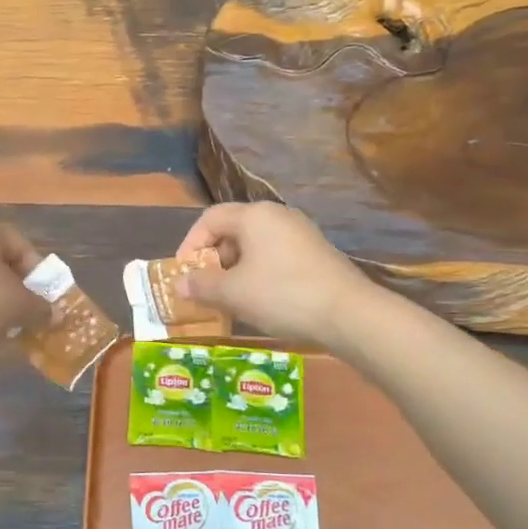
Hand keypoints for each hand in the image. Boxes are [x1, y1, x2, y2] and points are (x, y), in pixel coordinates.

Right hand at [174, 202, 371, 349]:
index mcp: (254, 215)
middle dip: (214, 259)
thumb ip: (202, 285)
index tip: (184, 273)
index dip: (190, 244)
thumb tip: (179, 283)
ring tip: (231, 298)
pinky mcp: (315, 251)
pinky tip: (261, 299)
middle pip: (233, 229)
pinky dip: (259, 272)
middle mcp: (277, 215)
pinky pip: (275, 255)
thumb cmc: (282, 295)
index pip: (210, 218)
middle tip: (206, 288)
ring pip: (255, 244)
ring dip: (236, 269)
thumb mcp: (234, 293)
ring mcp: (300, 232)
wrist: (348, 313)